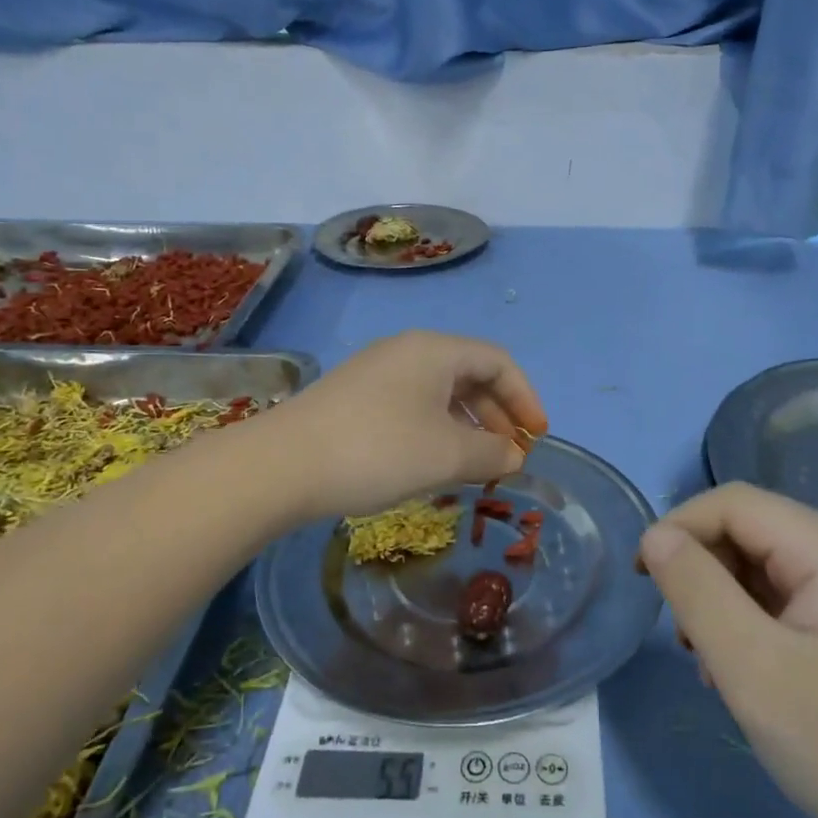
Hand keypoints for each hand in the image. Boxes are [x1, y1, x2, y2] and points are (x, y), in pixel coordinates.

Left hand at [256, 331, 548, 521]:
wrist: (281, 466)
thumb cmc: (378, 450)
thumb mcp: (446, 455)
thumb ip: (491, 453)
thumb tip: (513, 455)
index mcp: (435, 351)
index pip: (498, 362)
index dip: (525, 398)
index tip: (536, 438)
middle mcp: (407, 351)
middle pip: (469, 374)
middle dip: (497, 415)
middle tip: (509, 455)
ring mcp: (376, 372)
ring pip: (439, 392)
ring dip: (467, 426)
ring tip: (475, 465)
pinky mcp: (354, 398)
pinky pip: (412, 405)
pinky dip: (436, 430)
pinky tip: (432, 463)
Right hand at [638, 483, 817, 817]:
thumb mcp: (753, 669)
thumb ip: (696, 591)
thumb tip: (656, 536)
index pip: (737, 504)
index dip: (680, 527)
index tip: (642, 579)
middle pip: (752, 532)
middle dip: (705, 572)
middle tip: (685, 638)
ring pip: (766, 568)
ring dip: (724, 602)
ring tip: (713, 665)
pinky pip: (789, 600)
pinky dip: (753, 624)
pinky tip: (747, 674)